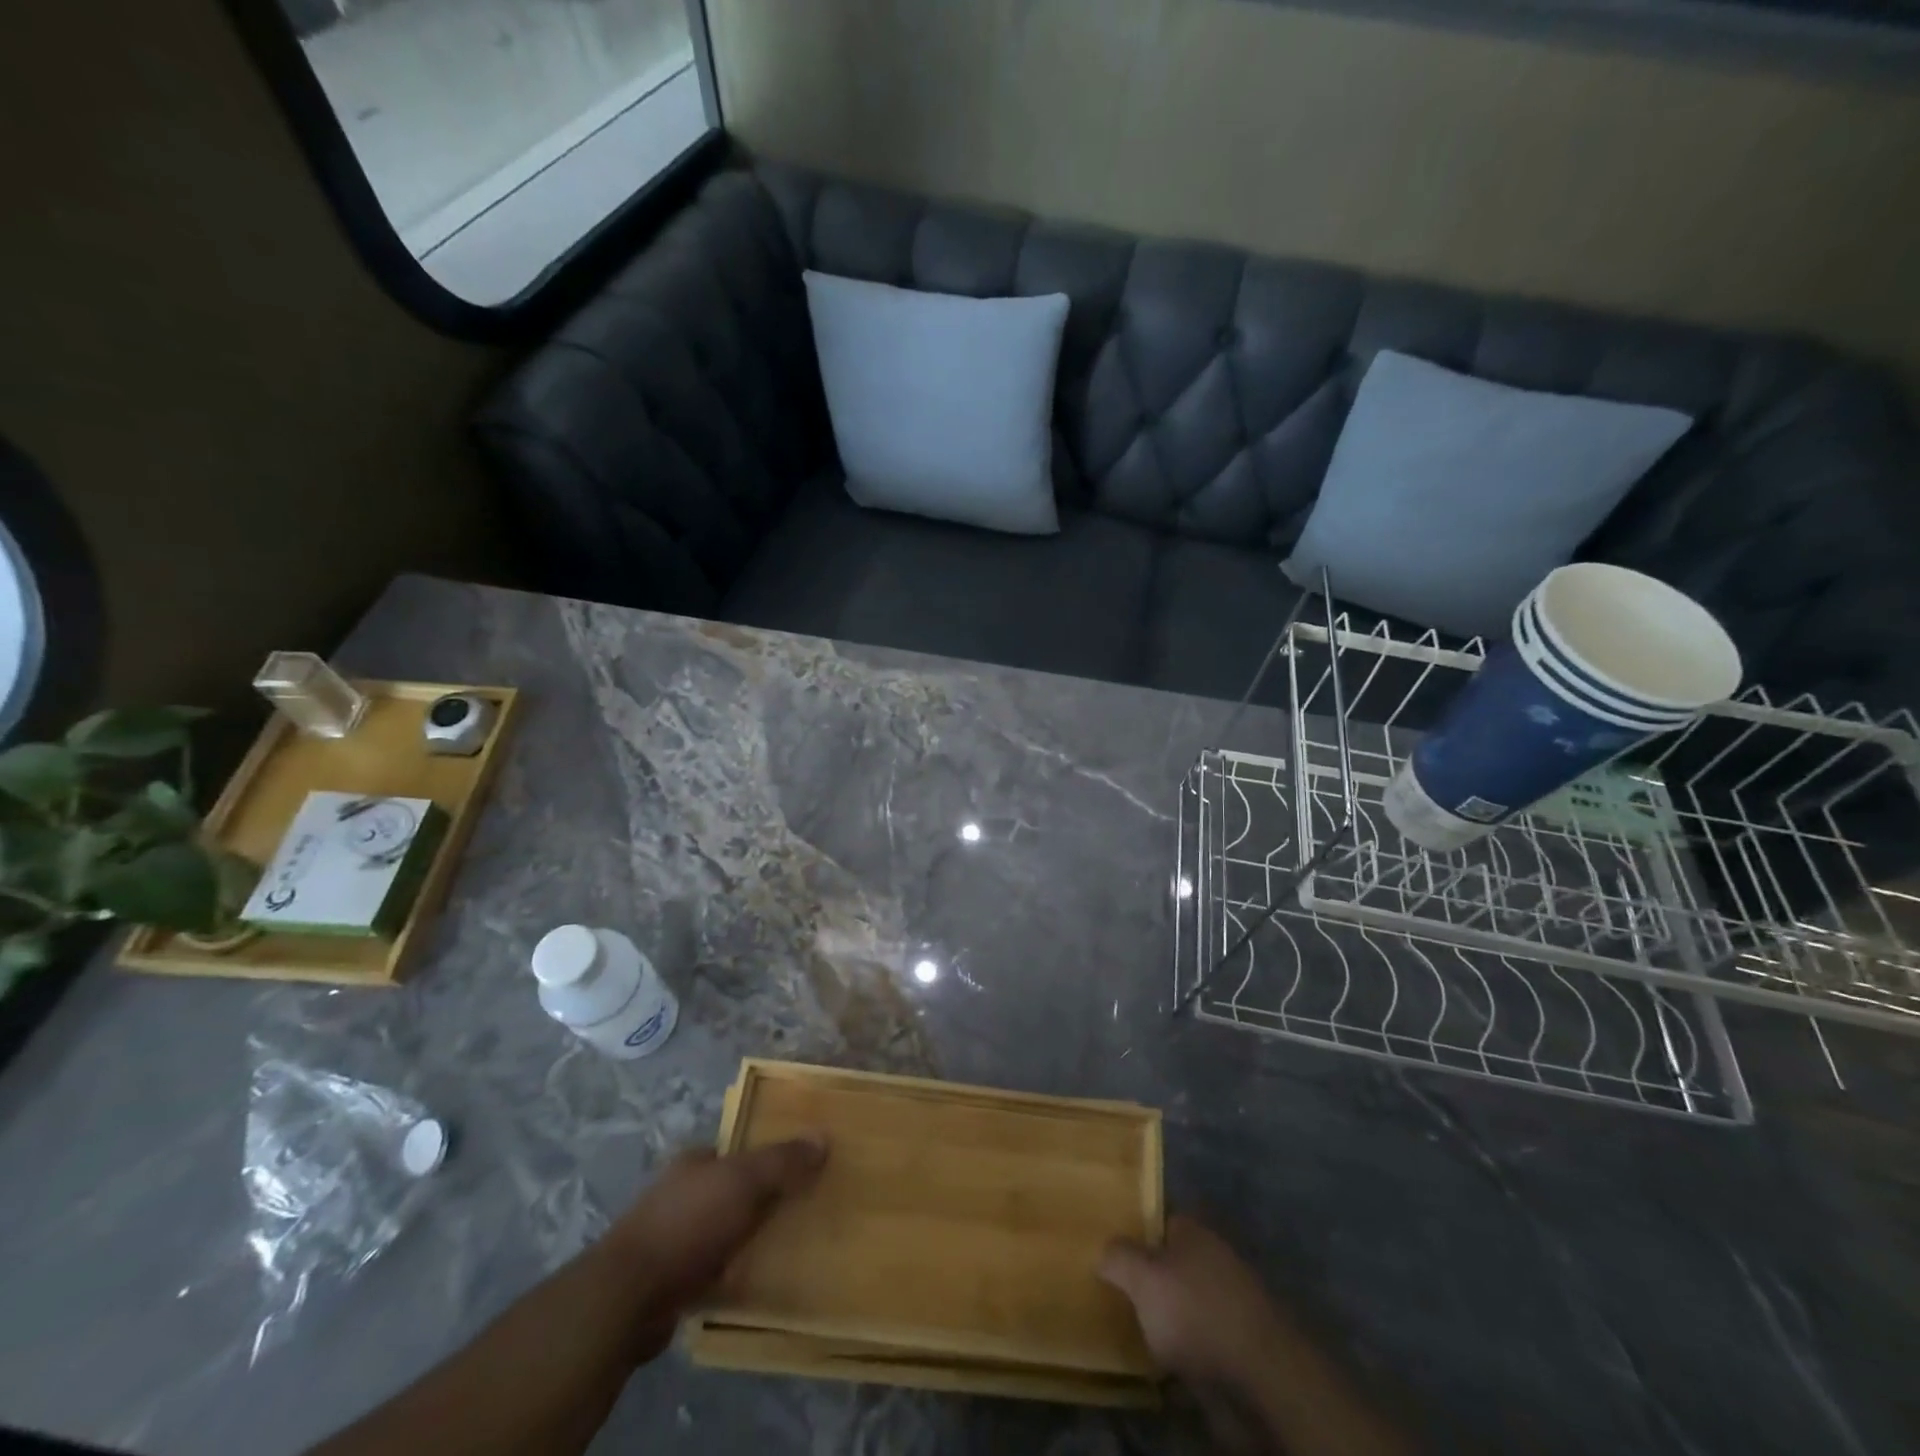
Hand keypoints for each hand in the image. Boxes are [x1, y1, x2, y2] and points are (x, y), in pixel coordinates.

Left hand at [602, 1136, 827, 1359]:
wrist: (626, 1299)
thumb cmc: (688, 1224)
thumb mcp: (745, 1181)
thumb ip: (783, 1161)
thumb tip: (823, 1137)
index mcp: (694, 1162)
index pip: (737, 1151)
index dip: (768, 1157)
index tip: (799, 1171)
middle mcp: (680, 1194)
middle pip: (731, 1190)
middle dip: (760, 1200)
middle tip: (800, 1211)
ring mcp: (670, 1239)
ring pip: (721, 1232)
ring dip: (746, 1240)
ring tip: (786, 1250)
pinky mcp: (666, 1283)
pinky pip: (711, 1271)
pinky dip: (730, 1275)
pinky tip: (755, 1285)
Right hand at [1099, 1214, 1297, 1391]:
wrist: (1260, 1381)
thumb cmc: (1195, 1313)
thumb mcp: (1142, 1276)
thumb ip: (1118, 1257)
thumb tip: (1105, 1252)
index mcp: (1195, 1233)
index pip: (1161, 1220)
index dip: (1136, 1232)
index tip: (1112, 1250)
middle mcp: (1214, 1261)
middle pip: (1173, 1264)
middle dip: (1150, 1279)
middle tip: (1116, 1293)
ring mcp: (1229, 1307)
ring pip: (1186, 1305)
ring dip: (1166, 1320)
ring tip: (1132, 1333)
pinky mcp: (1237, 1350)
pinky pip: (1198, 1345)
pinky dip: (1183, 1355)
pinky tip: (1160, 1369)